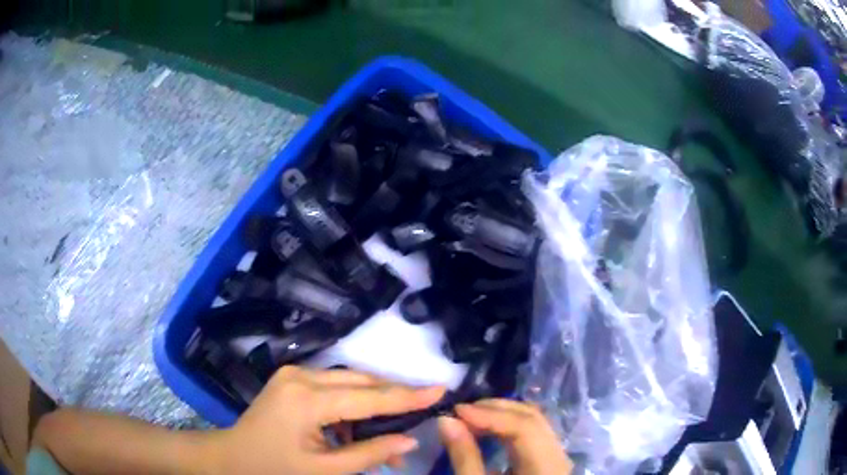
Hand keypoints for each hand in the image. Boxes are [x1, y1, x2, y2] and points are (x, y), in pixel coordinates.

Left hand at [208, 366, 444, 474]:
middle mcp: (301, 376)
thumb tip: (410, 440)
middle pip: (360, 382)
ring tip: (392, 427)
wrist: (231, 457)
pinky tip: (358, 425)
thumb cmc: (274, 469)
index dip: (407, 396)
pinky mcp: (291, 378)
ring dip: (373, 401)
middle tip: (423, 410)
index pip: (369, 397)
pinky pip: (333, 385)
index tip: (441, 389)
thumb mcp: (324, 470)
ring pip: (349, 380)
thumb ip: (369, 454)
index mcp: (307, 400)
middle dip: (393, 396)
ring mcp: (294, 373)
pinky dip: (352, 403)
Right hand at [438, 399, 571, 474]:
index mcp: (546, 469)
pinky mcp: (550, 460)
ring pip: (536, 423)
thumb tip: (446, 420)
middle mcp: (559, 458)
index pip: (524, 428)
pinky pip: (534, 433)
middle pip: (534, 419)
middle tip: (462, 410)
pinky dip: (510, 426)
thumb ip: (464, 455)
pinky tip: (489, 428)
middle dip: (497, 409)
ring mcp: (558, 458)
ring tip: (471, 416)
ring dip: (503, 415)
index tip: (456, 410)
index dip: (490, 415)